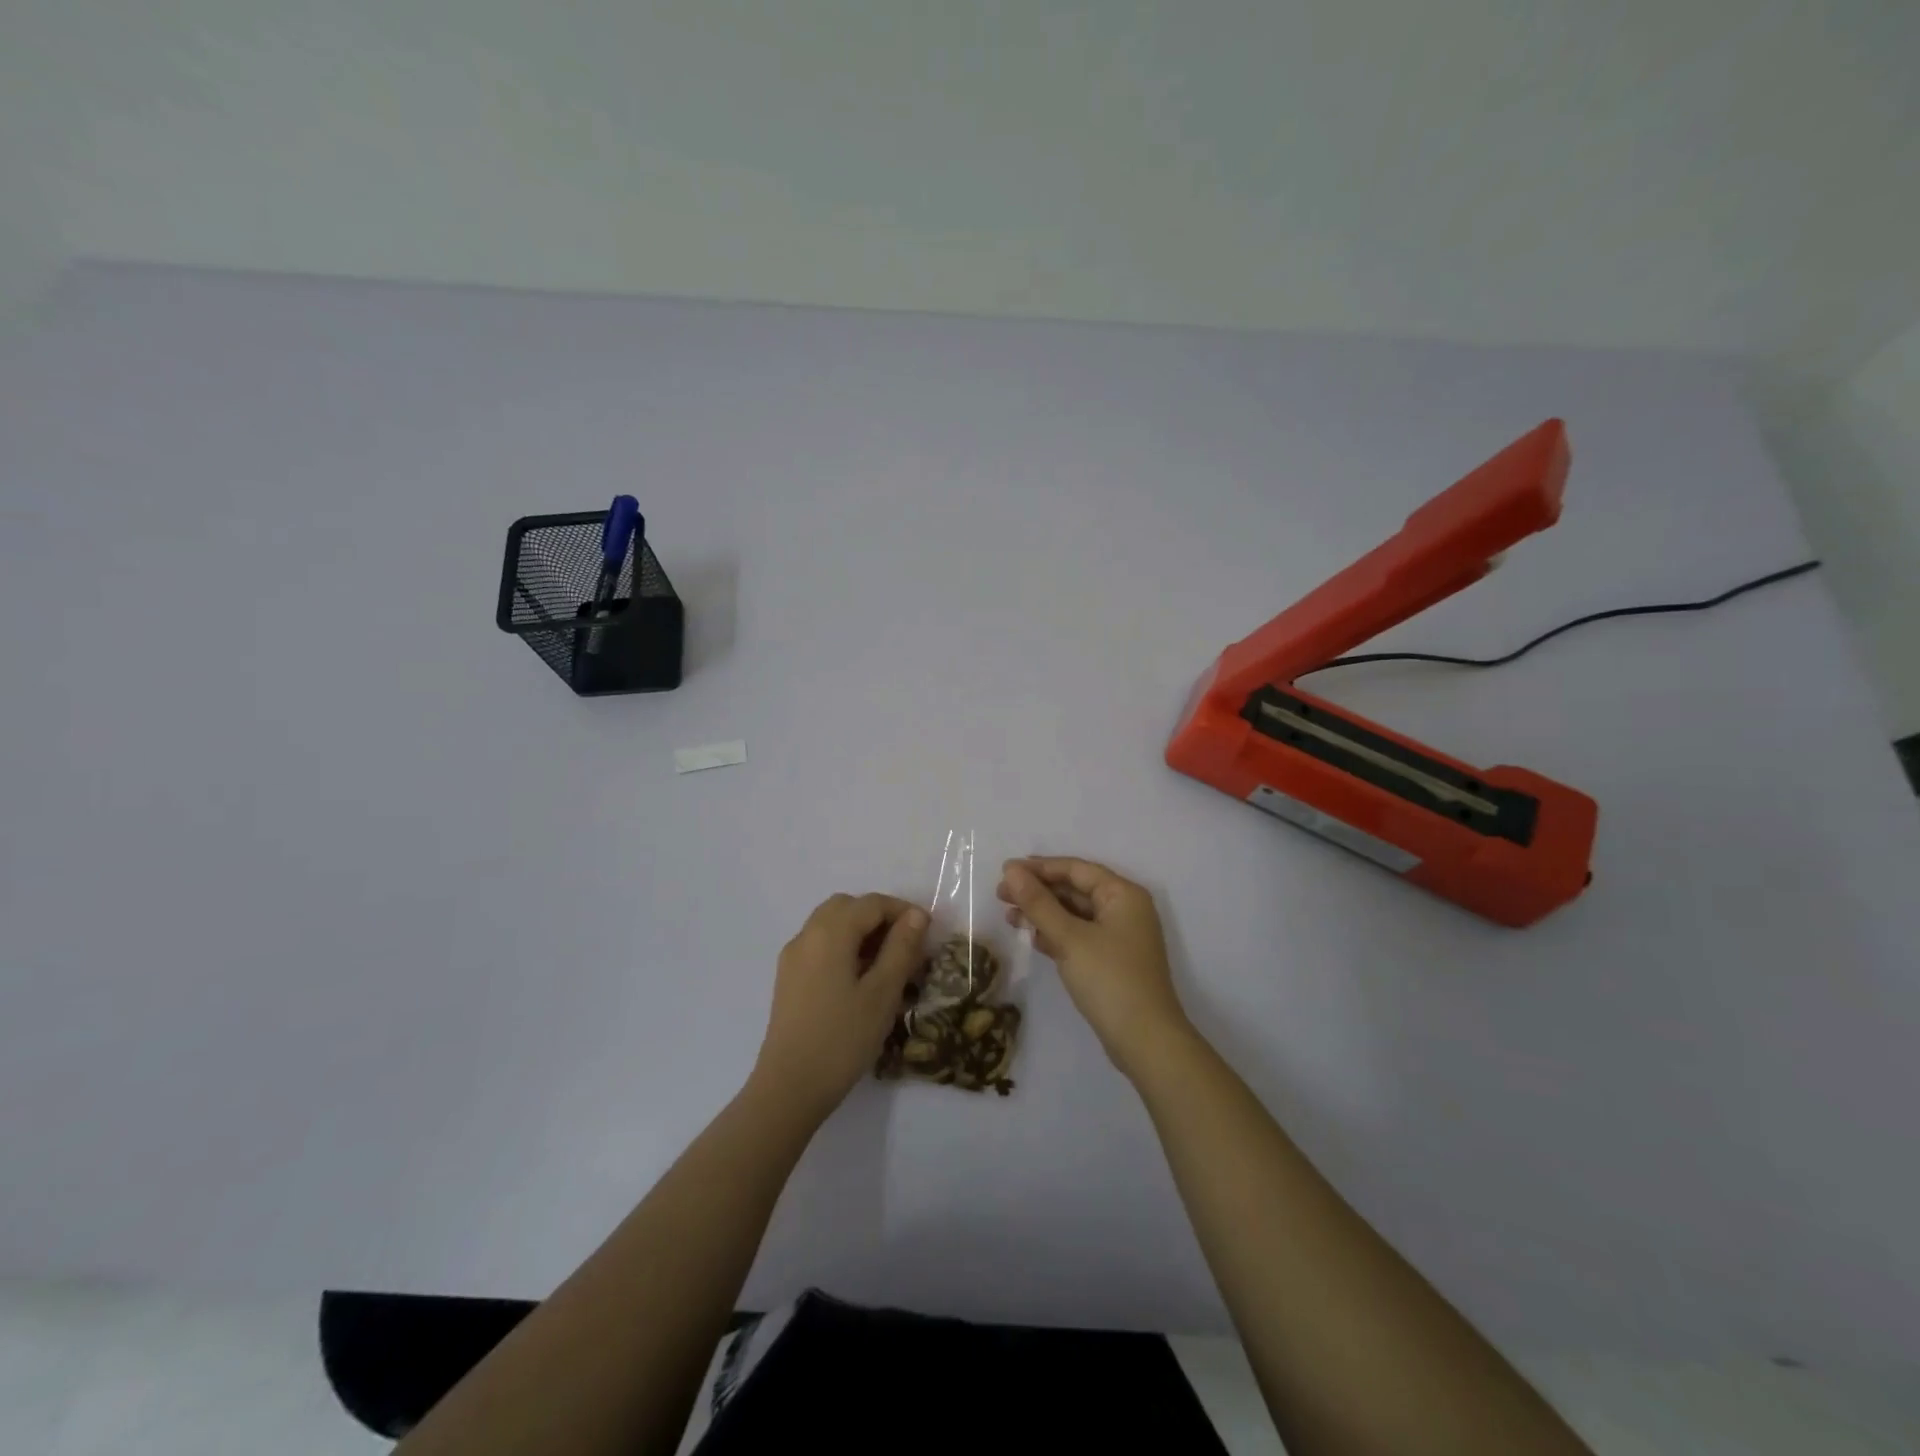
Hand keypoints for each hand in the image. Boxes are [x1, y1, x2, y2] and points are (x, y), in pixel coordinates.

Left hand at [751, 893, 928, 1120]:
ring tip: (888, 964)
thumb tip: (915, 915)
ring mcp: (793, 958)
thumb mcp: (882, 993)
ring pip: (831, 925)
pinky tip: (861, 981)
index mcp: (829, 933)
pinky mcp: (788, 979)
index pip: (871, 903)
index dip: (902, 911)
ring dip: (861, 932)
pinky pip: (820, 946)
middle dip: (879, 918)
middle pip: (847, 907)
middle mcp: (806, 936)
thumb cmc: (842, 1039)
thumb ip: (901, 948)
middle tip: (906, 945)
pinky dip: (844, 948)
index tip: (928, 933)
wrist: (789, 1088)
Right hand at [998, 857, 1190, 1078]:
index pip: (1076, 869)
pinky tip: (1030, 937)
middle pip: (1075, 890)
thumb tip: (1011, 871)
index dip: (1039, 867)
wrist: (1145, 1042)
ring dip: (1042, 913)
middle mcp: (1124, 909)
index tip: (1005, 871)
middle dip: (1038, 891)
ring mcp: (1119, 937)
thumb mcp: (1069, 938)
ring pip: (1074, 914)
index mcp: (1123, 894)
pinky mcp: (1111, 961)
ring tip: (1009, 916)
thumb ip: (1039, 903)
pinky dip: (1055, 934)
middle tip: (1001, 894)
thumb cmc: (1109, 980)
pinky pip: (1078, 935)